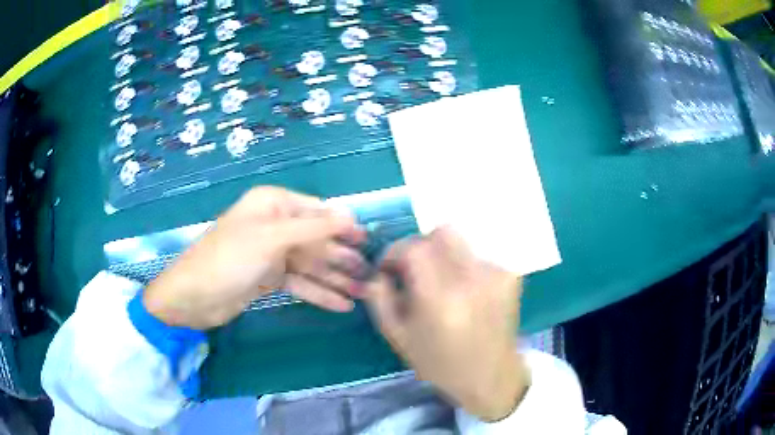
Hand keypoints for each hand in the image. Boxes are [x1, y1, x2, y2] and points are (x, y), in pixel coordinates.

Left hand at [144, 186, 365, 329]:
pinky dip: (319, 293)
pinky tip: (341, 305)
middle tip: (369, 274)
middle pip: (316, 240)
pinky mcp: (269, 278)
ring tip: (361, 293)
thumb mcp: (271, 238)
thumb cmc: (229, 259)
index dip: (343, 226)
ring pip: (311, 264)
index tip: (368, 241)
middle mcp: (274, 225)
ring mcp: (272, 253)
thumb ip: (313, 227)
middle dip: (341, 257)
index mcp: (273, 205)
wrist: (194, 297)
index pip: (316, 211)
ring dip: (335, 278)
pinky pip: (300, 283)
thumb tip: (350, 214)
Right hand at [363, 228, 528, 421]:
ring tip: (442, 285)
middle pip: (442, 232)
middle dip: (421, 245)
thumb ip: (380, 299)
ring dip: (443, 256)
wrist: (490, 375)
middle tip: (415, 270)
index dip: (395, 252)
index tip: (389, 268)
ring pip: (461, 243)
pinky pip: (477, 256)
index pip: (414, 248)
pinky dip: (464, 266)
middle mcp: (471, 280)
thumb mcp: (399, 337)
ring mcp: (495, 275)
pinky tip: (464, 292)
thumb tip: (376, 271)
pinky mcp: (510, 276)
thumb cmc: (439, 362)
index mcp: (440, 299)